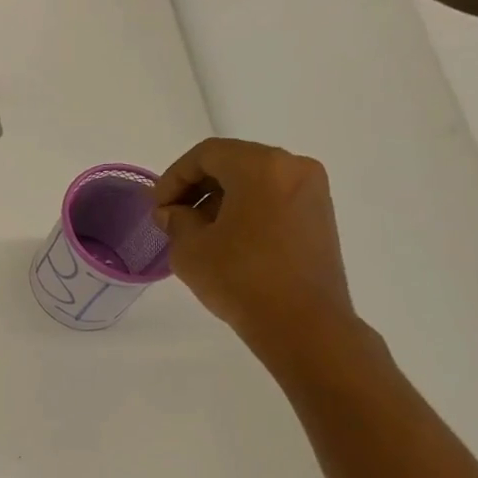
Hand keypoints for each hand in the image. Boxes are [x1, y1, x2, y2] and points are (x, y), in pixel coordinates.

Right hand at [152, 138, 355, 356]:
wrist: (302, 323)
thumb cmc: (240, 279)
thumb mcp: (190, 249)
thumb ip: (176, 220)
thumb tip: (174, 212)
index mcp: (262, 167)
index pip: (207, 154)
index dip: (174, 177)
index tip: (158, 207)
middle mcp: (293, 168)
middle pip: (234, 162)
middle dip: (197, 186)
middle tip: (172, 217)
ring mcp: (312, 192)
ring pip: (255, 180)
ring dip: (221, 198)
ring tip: (197, 232)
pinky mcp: (319, 217)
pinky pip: (274, 198)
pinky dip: (246, 209)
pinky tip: (227, 240)